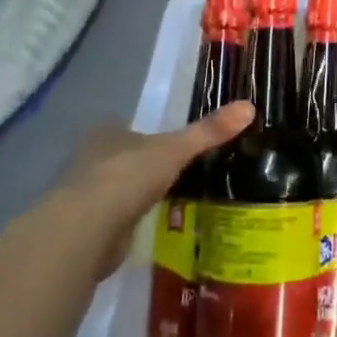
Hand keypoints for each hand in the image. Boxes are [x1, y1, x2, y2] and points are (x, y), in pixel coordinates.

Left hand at [51, 102, 254, 278]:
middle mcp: (91, 159)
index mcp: (106, 133)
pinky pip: (117, 218)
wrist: (87, 230)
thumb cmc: (128, 176)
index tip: (172, 146)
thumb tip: (249, 106)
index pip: (130, 129)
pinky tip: (152, 226)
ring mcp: (86, 195)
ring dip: (138, 195)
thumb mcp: (176, 149)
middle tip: (178, 173)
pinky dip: (132, 221)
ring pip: (119, 189)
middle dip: (144, 167)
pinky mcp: (89, 228)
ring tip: (171, 200)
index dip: (149, 136)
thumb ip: (209, 131)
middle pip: (123, 158)